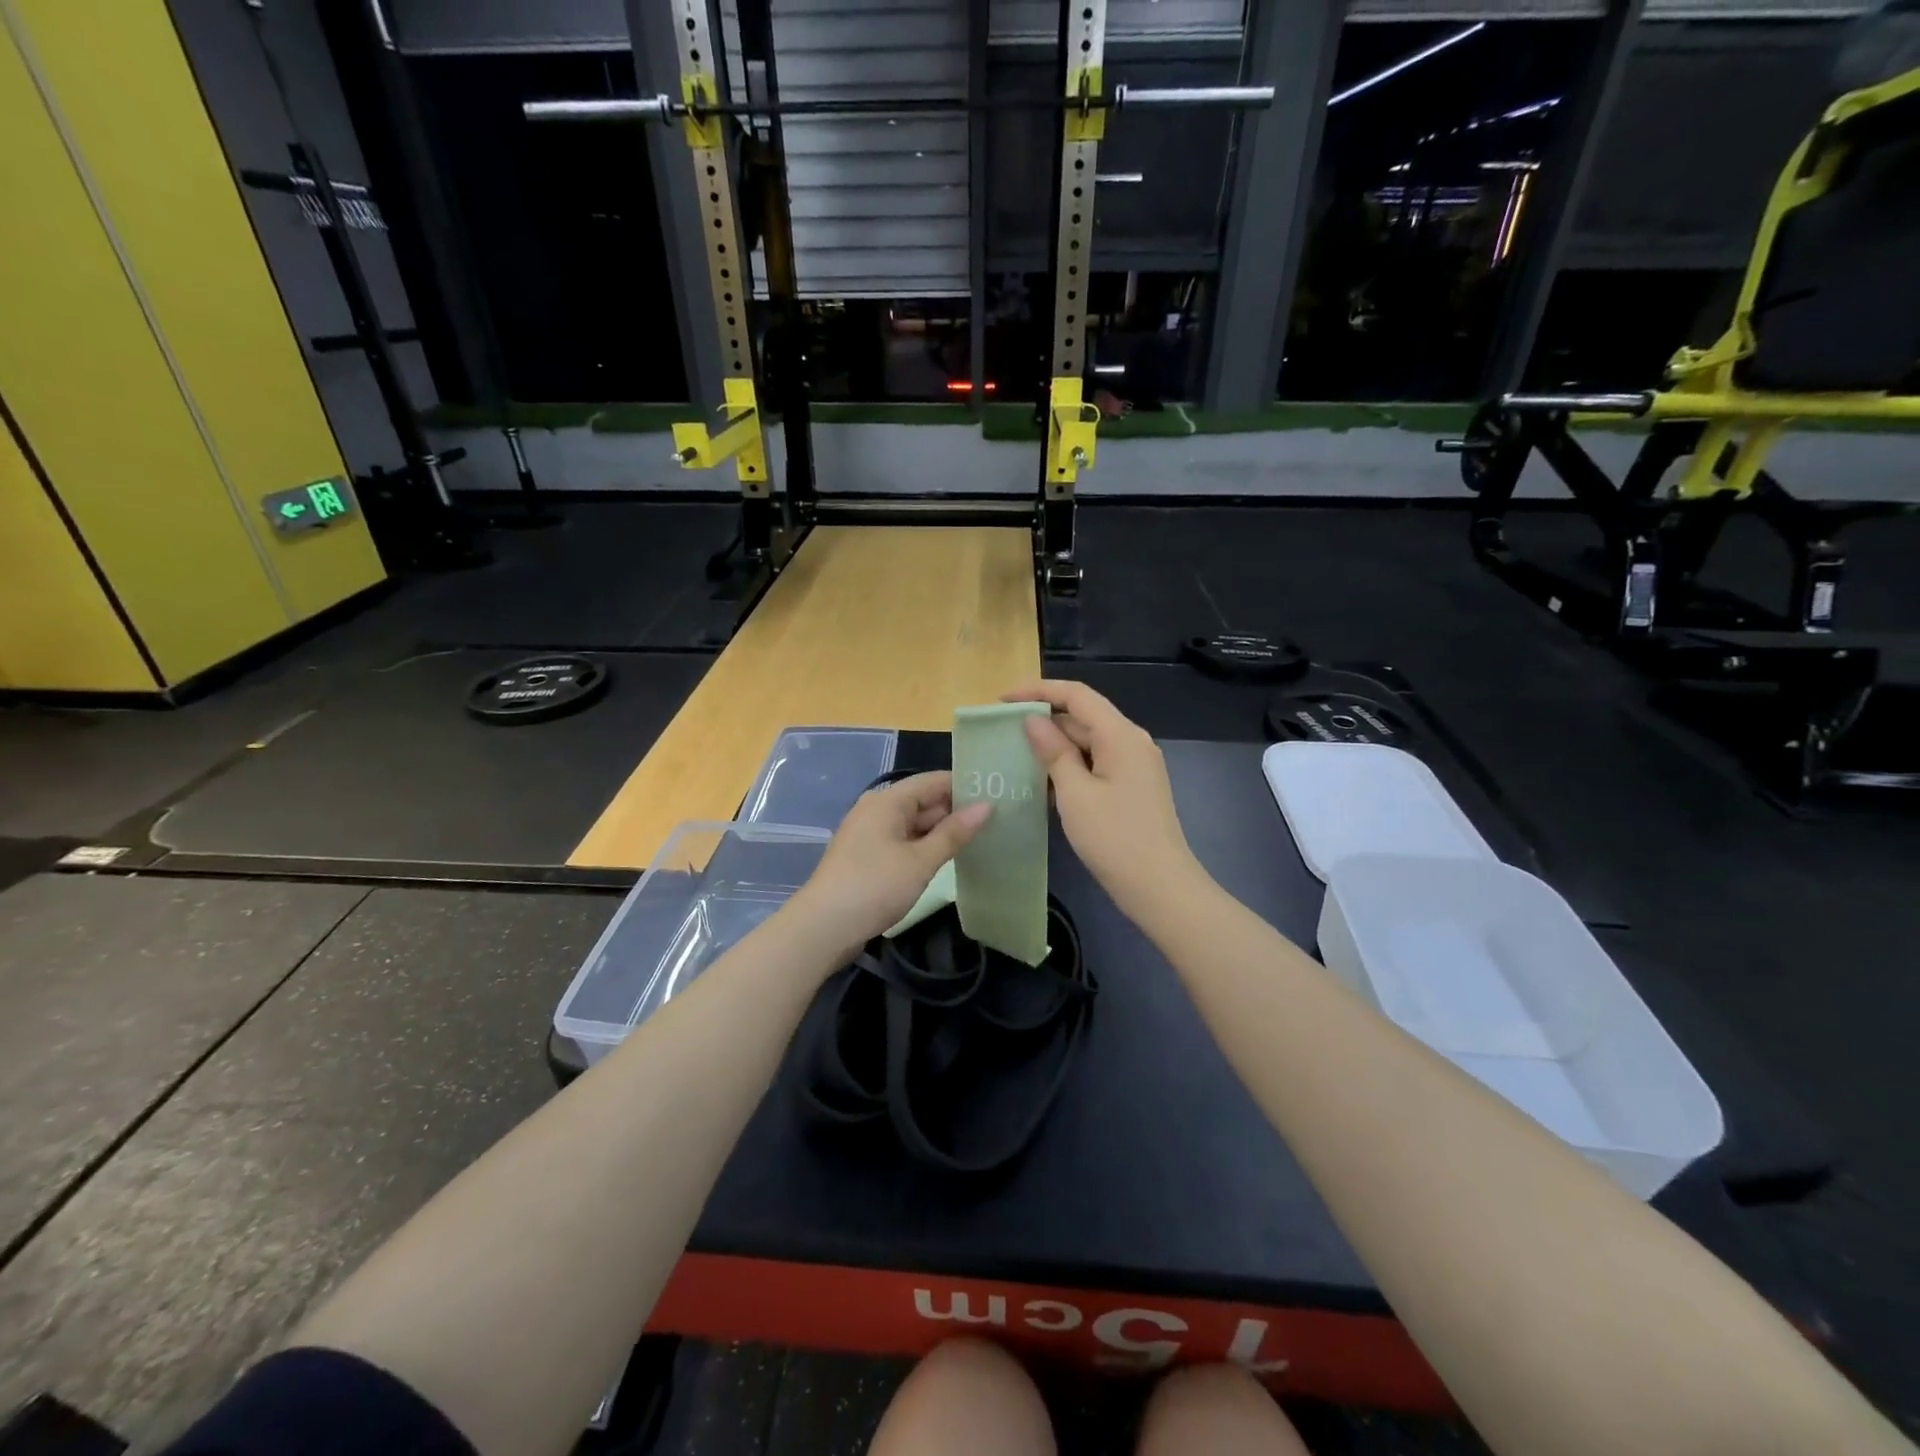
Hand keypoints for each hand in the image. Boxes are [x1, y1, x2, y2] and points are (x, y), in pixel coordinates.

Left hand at [788, 772, 990, 957]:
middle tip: (997, 820)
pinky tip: (948, 859)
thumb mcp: (921, 861)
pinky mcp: (867, 857)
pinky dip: (924, 847)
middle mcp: (876, 809)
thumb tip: (986, 806)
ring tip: (982, 838)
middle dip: (956, 810)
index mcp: (887, 801)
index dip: (964, 785)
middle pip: (923, 801)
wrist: (823, 927)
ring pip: (914, 824)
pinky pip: (903, 841)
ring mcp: (869, 834)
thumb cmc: (874, 886)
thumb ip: (954, 833)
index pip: (933, 780)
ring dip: (941, 832)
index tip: (998, 793)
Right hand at [1005, 681, 1203, 916]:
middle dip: (1043, 721)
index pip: (1077, 695)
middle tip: (1002, 733)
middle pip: (1083, 718)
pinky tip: (1041, 783)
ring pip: (1087, 743)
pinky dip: (1069, 768)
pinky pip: (1095, 765)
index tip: (1003, 700)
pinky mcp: (1131, 788)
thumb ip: (1053, 752)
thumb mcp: (1075, 793)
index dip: (1038, 691)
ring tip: (1014, 756)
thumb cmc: (1114, 838)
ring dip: (1053, 747)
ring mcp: (1133, 766)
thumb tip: (1033, 721)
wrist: (1160, 887)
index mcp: (1121, 735)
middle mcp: (1131, 742)